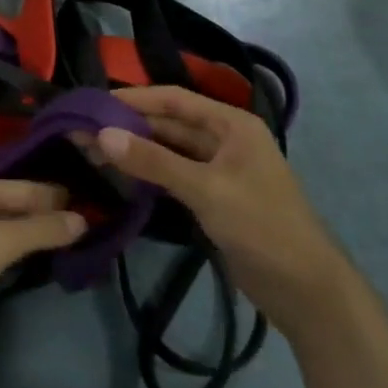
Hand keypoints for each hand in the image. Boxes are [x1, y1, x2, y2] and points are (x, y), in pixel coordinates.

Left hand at [0, 177, 87, 336]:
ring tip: (60, 245)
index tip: (96, 208)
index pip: (29, 186)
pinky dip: (5, 247)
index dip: (61, 198)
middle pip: (12, 201)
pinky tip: (17, 260)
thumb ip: (40, 229)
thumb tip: (81, 217)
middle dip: (45, 214)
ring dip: (26, 232)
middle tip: (85, 230)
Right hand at [96, 86, 353, 338]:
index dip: (134, 98)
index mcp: (232, 125)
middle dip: (128, 125)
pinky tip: (119, 175)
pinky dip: (147, 172)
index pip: (174, 99)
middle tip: (82, 131)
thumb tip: (101, 134)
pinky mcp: (211, 197)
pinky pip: (172, 175)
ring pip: (168, 150)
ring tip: (92, 151)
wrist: (305, 289)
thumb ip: (153, 161)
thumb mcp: (206, 190)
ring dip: (134, 150)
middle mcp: (224, 140)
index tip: (93, 103)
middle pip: (168, 124)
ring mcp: (218, 170)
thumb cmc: (262, 226)